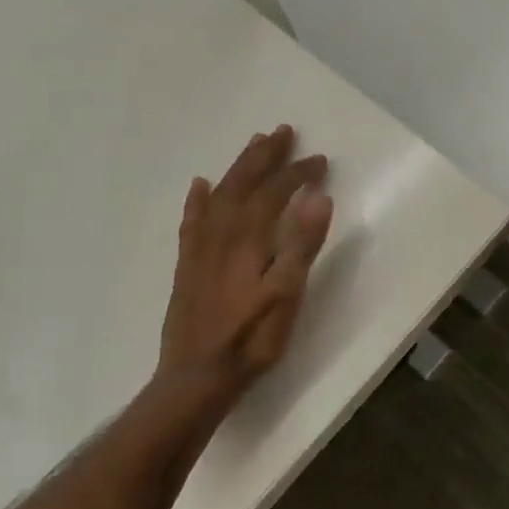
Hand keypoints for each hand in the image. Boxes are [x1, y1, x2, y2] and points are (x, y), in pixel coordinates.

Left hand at [158, 126, 333, 415]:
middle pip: (244, 182)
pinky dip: (198, 198)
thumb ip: (303, 244)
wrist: (197, 376)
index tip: (320, 160)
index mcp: (249, 236)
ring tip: (253, 146)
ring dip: (238, 167)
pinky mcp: (188, 264)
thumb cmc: (251, 337)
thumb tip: (319, 196)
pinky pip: (192, 219)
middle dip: (265, 155)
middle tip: (283, 131)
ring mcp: (200, 247)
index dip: (298, 172)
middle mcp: (221, 232)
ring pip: (220, 193)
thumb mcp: (288, 293)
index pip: (276, 191)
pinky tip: (200, 186)